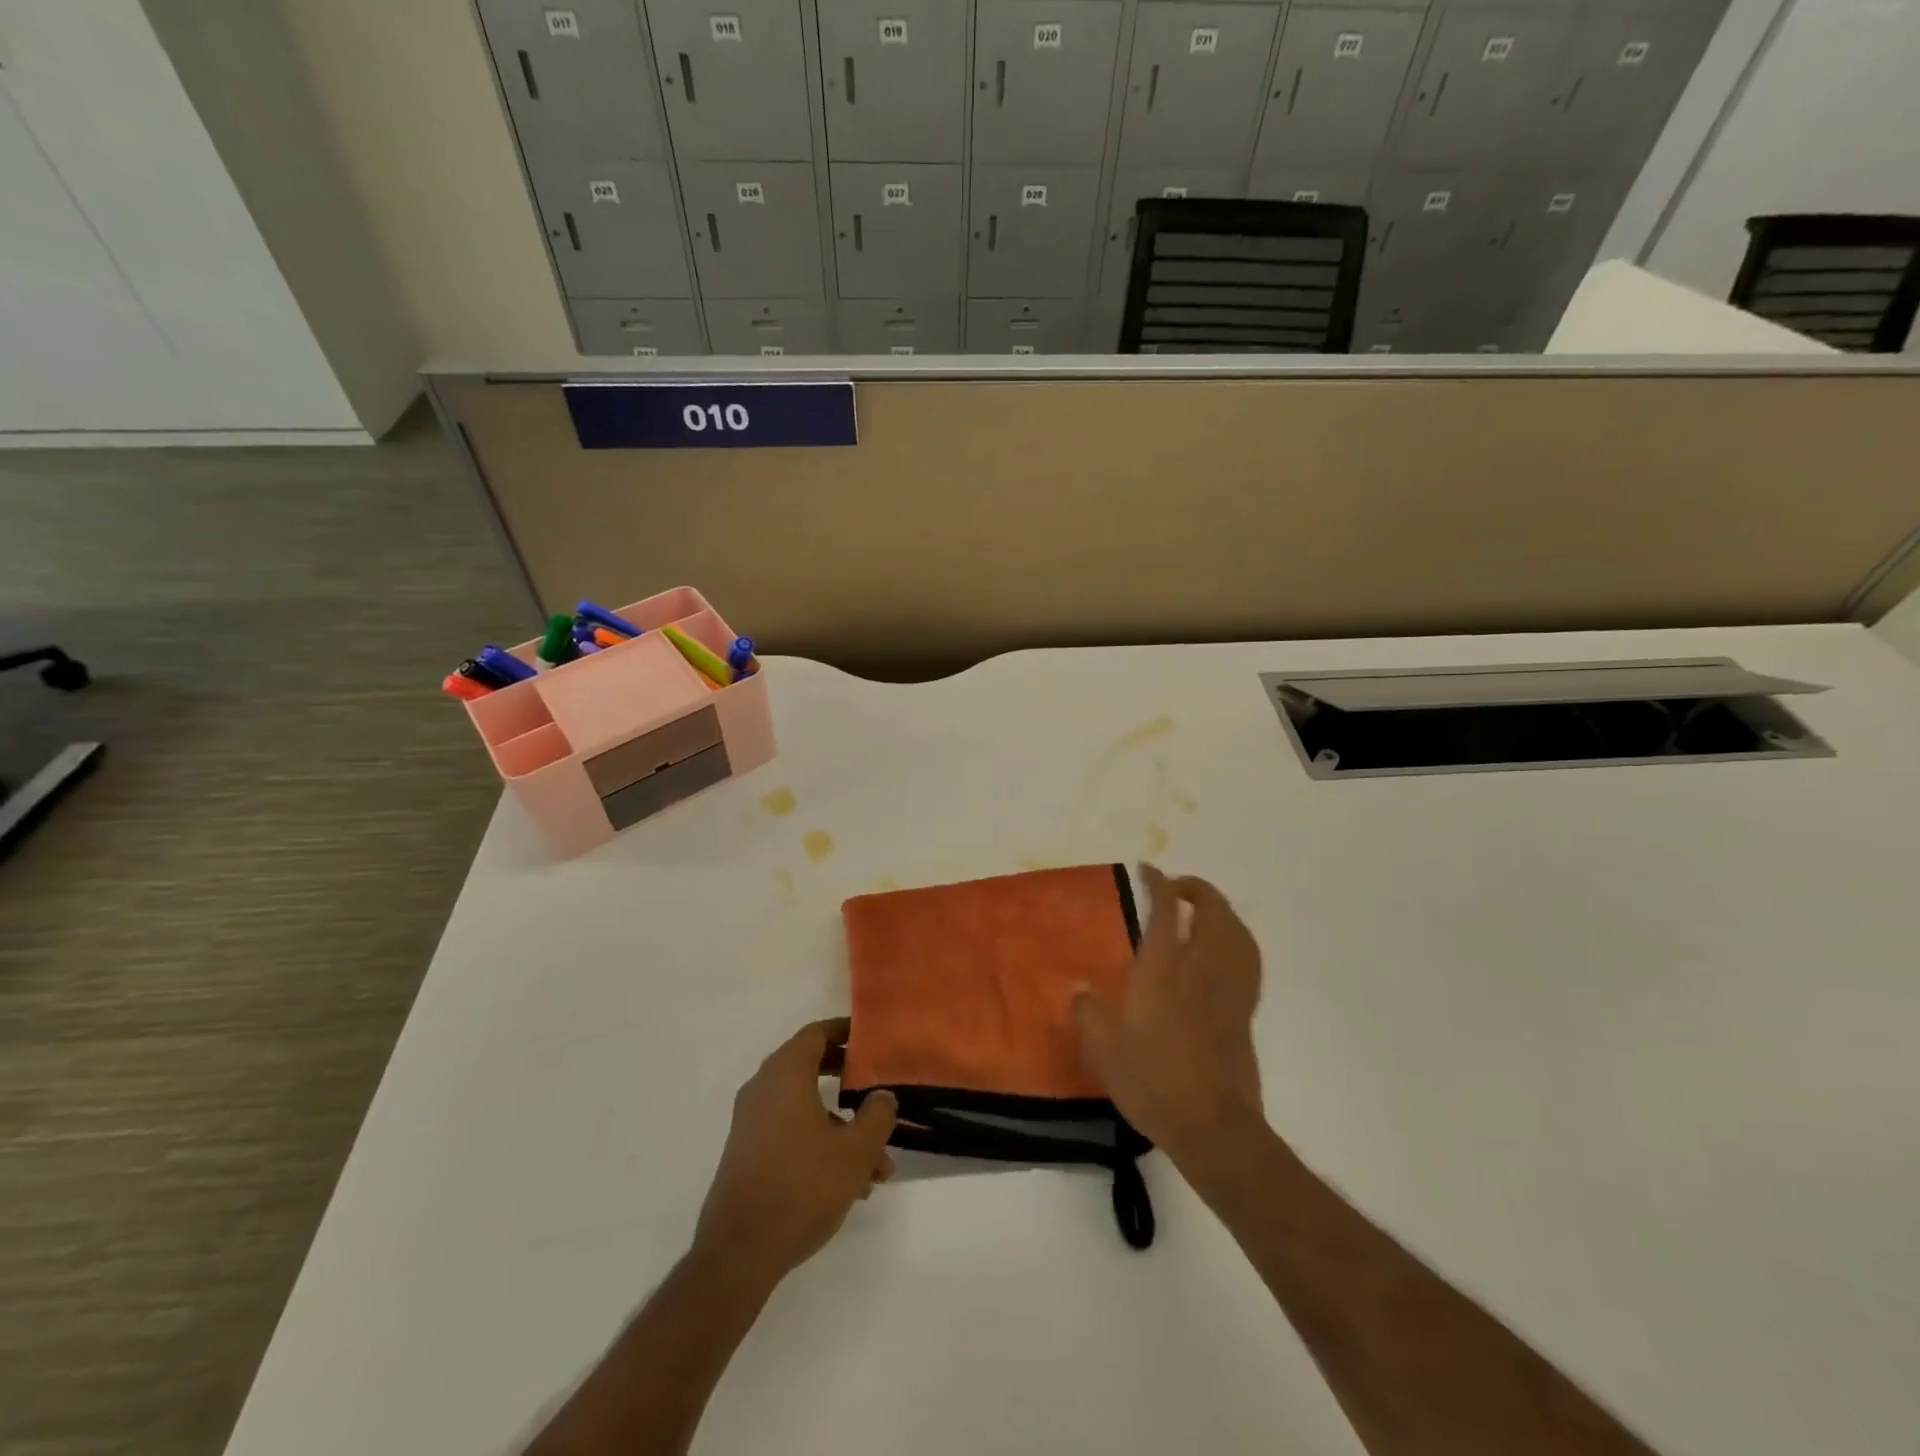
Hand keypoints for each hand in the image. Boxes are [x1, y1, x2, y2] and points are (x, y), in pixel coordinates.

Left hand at [693, 1019, 897, 1288]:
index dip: (845, 1031)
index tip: (871, 1038)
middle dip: (848, 1079)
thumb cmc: (801, 1187)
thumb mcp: (855, 1151)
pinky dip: (820, 1143)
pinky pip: (790, 1131)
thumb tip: (882, 1096)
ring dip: (841, 1126)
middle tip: (876, 1086)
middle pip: (810, 1066)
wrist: (739, 1254)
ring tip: (876, 1163)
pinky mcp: (748, 1153)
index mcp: (785, 1074)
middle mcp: (763, 1089)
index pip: (816, 1033)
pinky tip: (850, 1184)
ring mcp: (751, 1123)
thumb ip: (877, 1115)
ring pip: (805, 1107)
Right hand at [1073, 865, 1264, 1169]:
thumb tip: (1080, 989)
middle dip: (1195, 888)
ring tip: (1200, 911)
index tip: (1146, 870)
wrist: (1212, 1126)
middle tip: (1174, 889)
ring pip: (1236, 929)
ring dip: (1219, 909)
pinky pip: (1248, 958)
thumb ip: (1087, 1012)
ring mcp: (1228, 988)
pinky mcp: (1245, 1010)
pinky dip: (1237, 939)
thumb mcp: (1103, 1050)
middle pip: (1212, 909)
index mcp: (1163, 970)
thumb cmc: (1152, 1082)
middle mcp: (1200, 968)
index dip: (1157, 882)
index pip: (1166, 909)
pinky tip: (1224, 950)